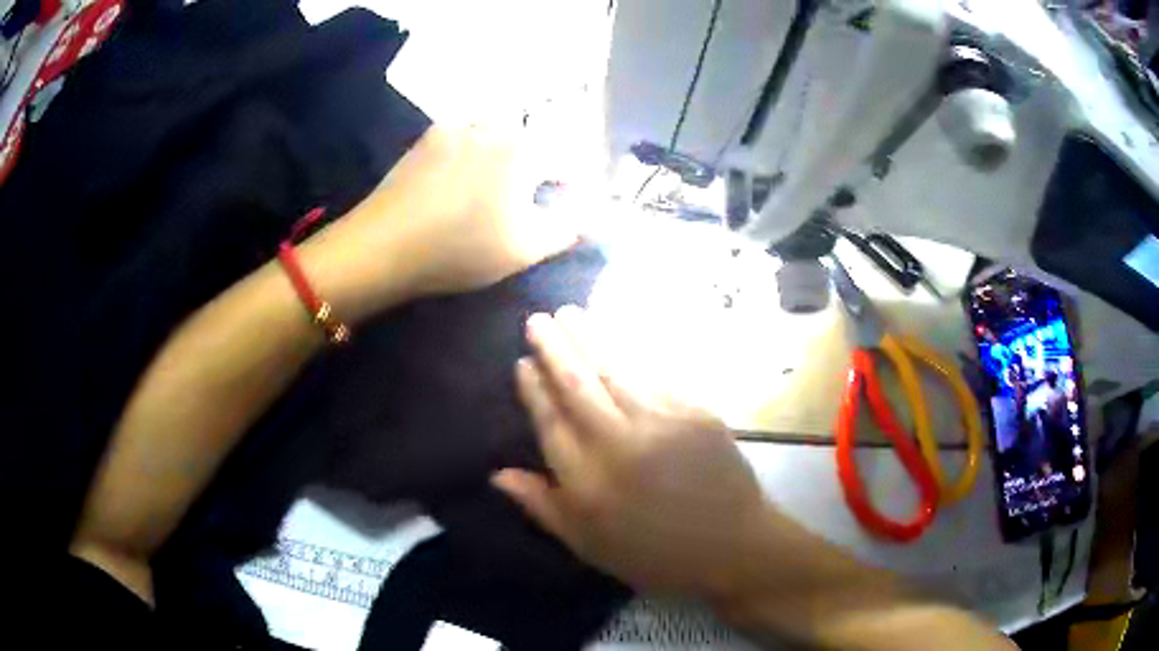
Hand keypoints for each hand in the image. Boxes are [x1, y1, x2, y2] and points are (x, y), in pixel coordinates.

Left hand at [334, 125, 576, 303]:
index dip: (571, 182)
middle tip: (527, 197)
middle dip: (537, 163)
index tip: (566, 202)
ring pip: (496, 132)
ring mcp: (455, 126)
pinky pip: (464, 135)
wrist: (382, 246)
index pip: (565, 157)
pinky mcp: (427, 137)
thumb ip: (566, 228)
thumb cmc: (460, 248)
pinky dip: (472, 151)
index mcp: (523, 147)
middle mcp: (492, 124)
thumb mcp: (524, 248)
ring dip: (504, 153)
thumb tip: (589, 217)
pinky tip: (460, 179)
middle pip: (531, 137)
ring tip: (492, 188)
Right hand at [492, 306, 769, 598]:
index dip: (533, 389)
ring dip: (590, 338)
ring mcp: (661, 423)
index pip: (550, 422)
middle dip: (554, 349)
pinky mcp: (695, 412)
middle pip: (577, 386)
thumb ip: (543, 506)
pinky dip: (632, 353)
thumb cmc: (654, 554)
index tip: (522, 362)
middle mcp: (618, 444)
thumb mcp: (588, 546)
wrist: (732, 547)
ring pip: (615, 371)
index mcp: (587, 482)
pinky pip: (655, 376)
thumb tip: (497, 474)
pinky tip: (618, 337)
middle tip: (538, 319)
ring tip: (570, 313)